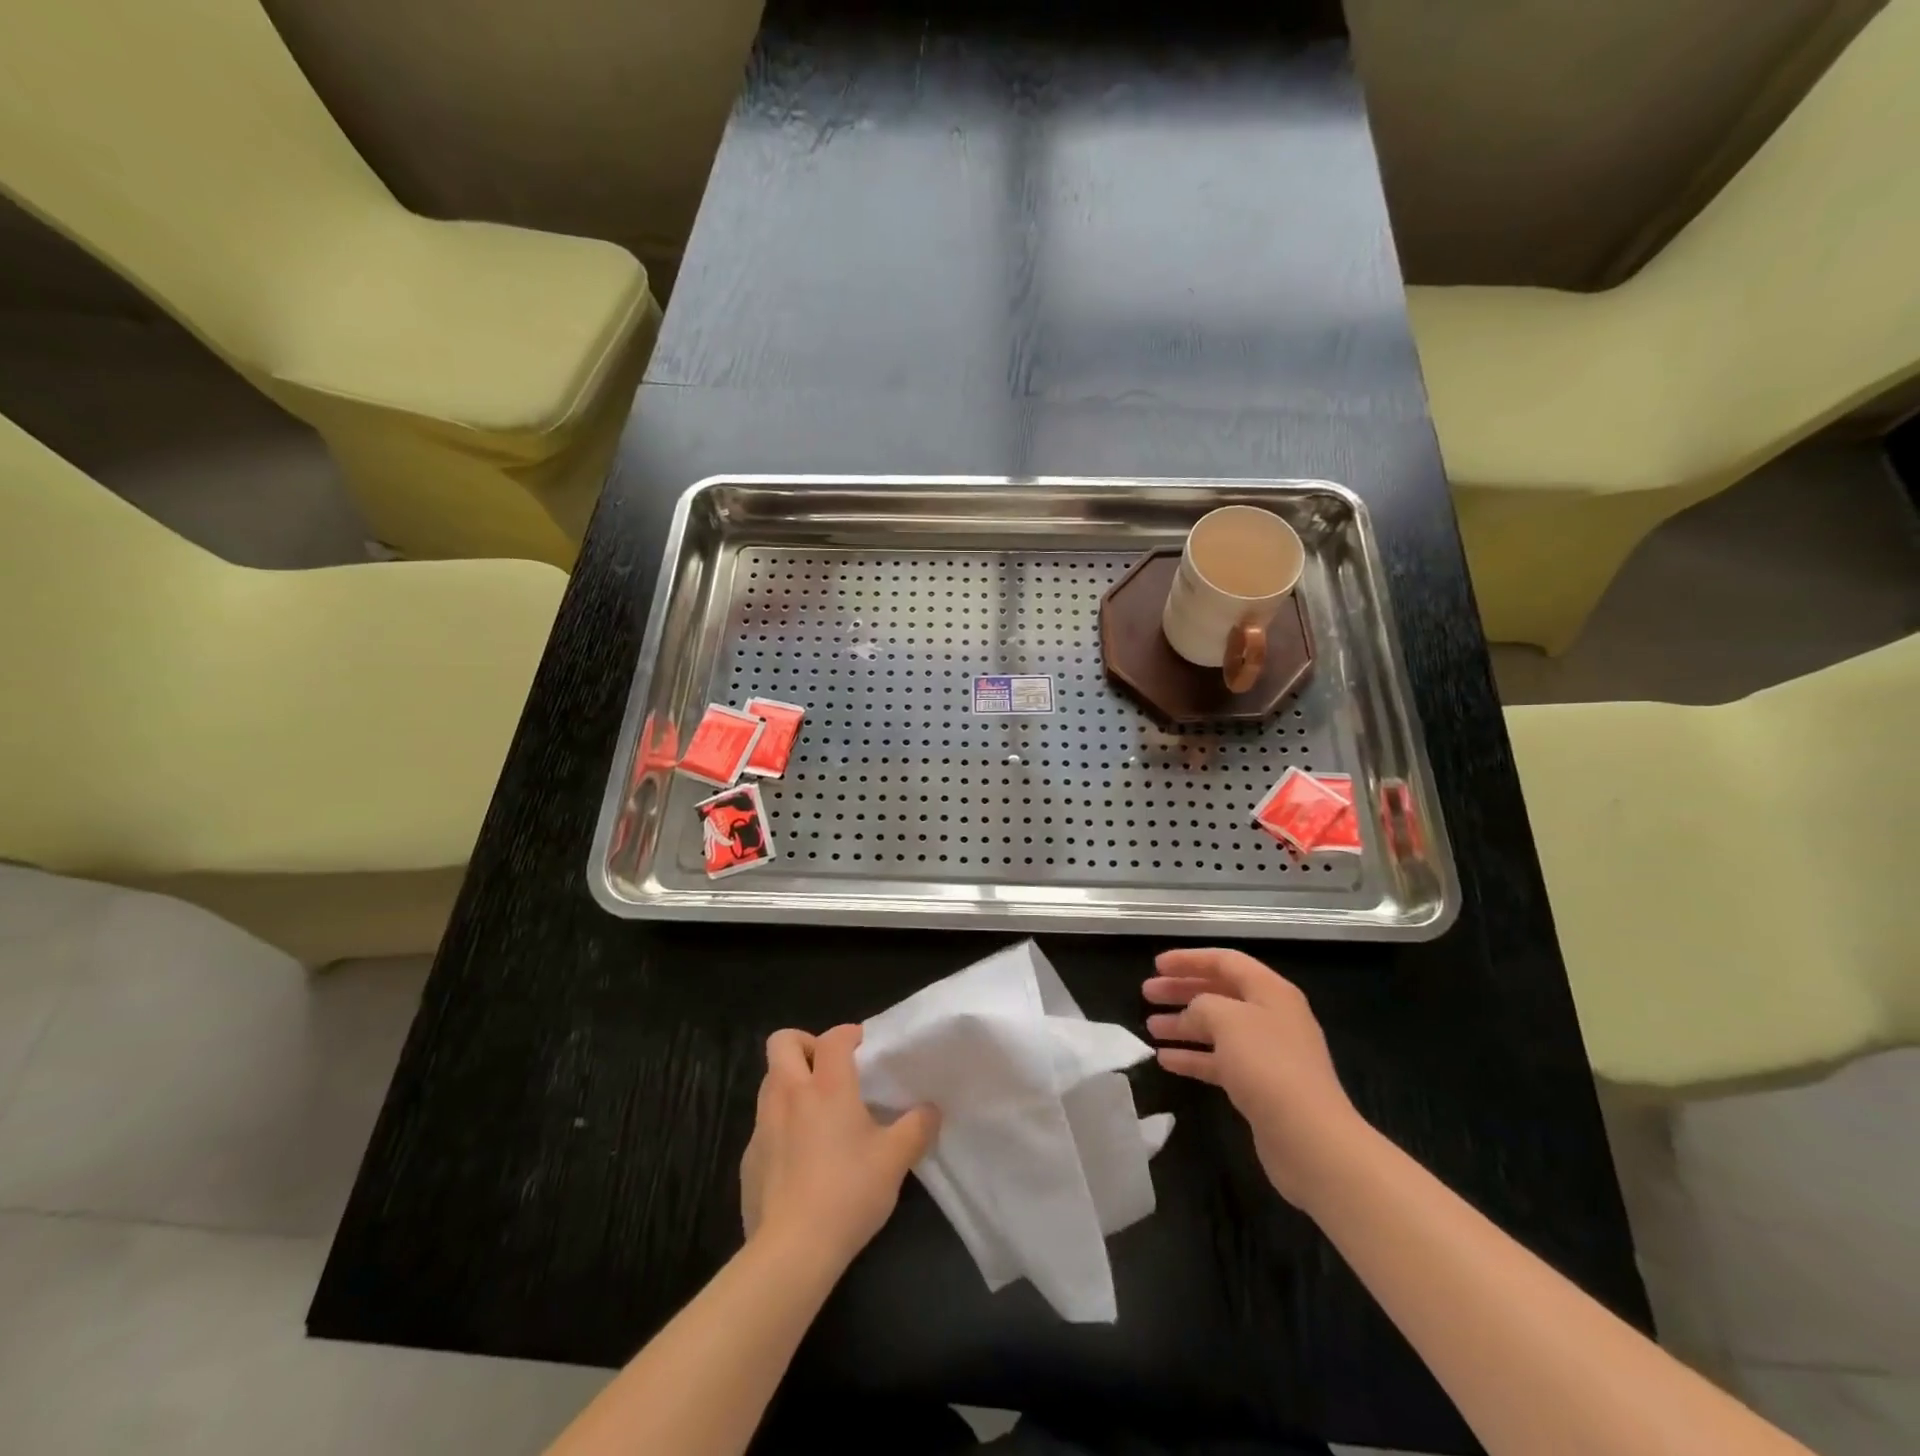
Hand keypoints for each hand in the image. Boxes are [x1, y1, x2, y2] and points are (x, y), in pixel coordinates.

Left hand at [739, 1024, 939, 1267]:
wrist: (791, 1251)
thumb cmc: (848, 1192)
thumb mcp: (895, 1160)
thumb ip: (916, 1128)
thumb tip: (931, 1110)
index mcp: (827, 1087)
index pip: (833, 1038)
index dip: (849, 1034)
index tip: (864, 1047)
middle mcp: (789, 1095)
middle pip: (782, 1043)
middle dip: (805, 1044)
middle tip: (828, 1069)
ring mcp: (762, 1126)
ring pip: (769, 1081)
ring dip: (790, 1083)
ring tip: (815, 1111)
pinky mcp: (748, 1159)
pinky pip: (762, 1125)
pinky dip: (779, 1125)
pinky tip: (799, 1158)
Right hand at [1144, 948, 1369, 1208]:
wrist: (1308, 1138)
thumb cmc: (1267, 1064)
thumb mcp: (1226, 1018)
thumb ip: (1202, 1004)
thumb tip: (1193, 1013)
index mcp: (1270, 991)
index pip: (1225, 961)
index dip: (1190, 960)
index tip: (1157, 965)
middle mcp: (1271, 1017)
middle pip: (1219, 994)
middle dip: (1182, 991)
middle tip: (1148, 993)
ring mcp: (1267, 1054)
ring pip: (1217, 1029)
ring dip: (1183, 1025)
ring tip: (1149, 1027)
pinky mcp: (1260, 1087)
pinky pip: (1220, 1061)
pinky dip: (1193, 1057)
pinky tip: (1165, 1060)